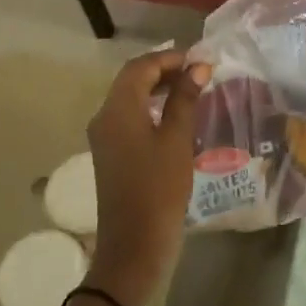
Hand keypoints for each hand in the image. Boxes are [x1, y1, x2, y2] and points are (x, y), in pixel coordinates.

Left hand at [84, 49, 212, 305]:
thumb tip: (198, 67)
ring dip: (158, 88)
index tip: (200, 60)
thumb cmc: (159, 189)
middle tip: (198, 73)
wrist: (133, 247)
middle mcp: (105, 117)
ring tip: (192, 90)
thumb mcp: (177, 140)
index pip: (140, 67)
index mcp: (118, 110)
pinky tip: (176, 117)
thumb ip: (185, 99)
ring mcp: (105, 138)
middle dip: (164, 70)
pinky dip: (152, 108)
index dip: (169, 57)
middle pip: (132, 79)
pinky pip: (130, 117)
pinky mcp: (111, 154)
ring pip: (130, 98)